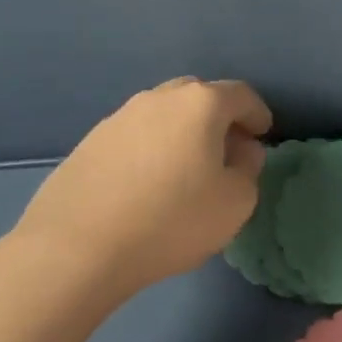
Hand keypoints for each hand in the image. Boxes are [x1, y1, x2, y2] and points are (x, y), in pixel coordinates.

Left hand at [6, 77, 271, 300]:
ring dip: (183, 132)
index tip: (263, 135)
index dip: (258, 114)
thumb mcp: (235, 202)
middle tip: (227, 151)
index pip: (241, 95)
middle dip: (219, 118)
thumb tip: (242, 150)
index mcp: (200, 104)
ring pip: (164, 114)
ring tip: (187, 169)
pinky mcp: (90, 141)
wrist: (78, 246)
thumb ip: (249, 169)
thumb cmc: (172, 220)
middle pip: (199, 96)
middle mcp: (159, 98)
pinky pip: (135, 135)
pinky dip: (152, 148)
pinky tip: (149, 183)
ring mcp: (119, 117)